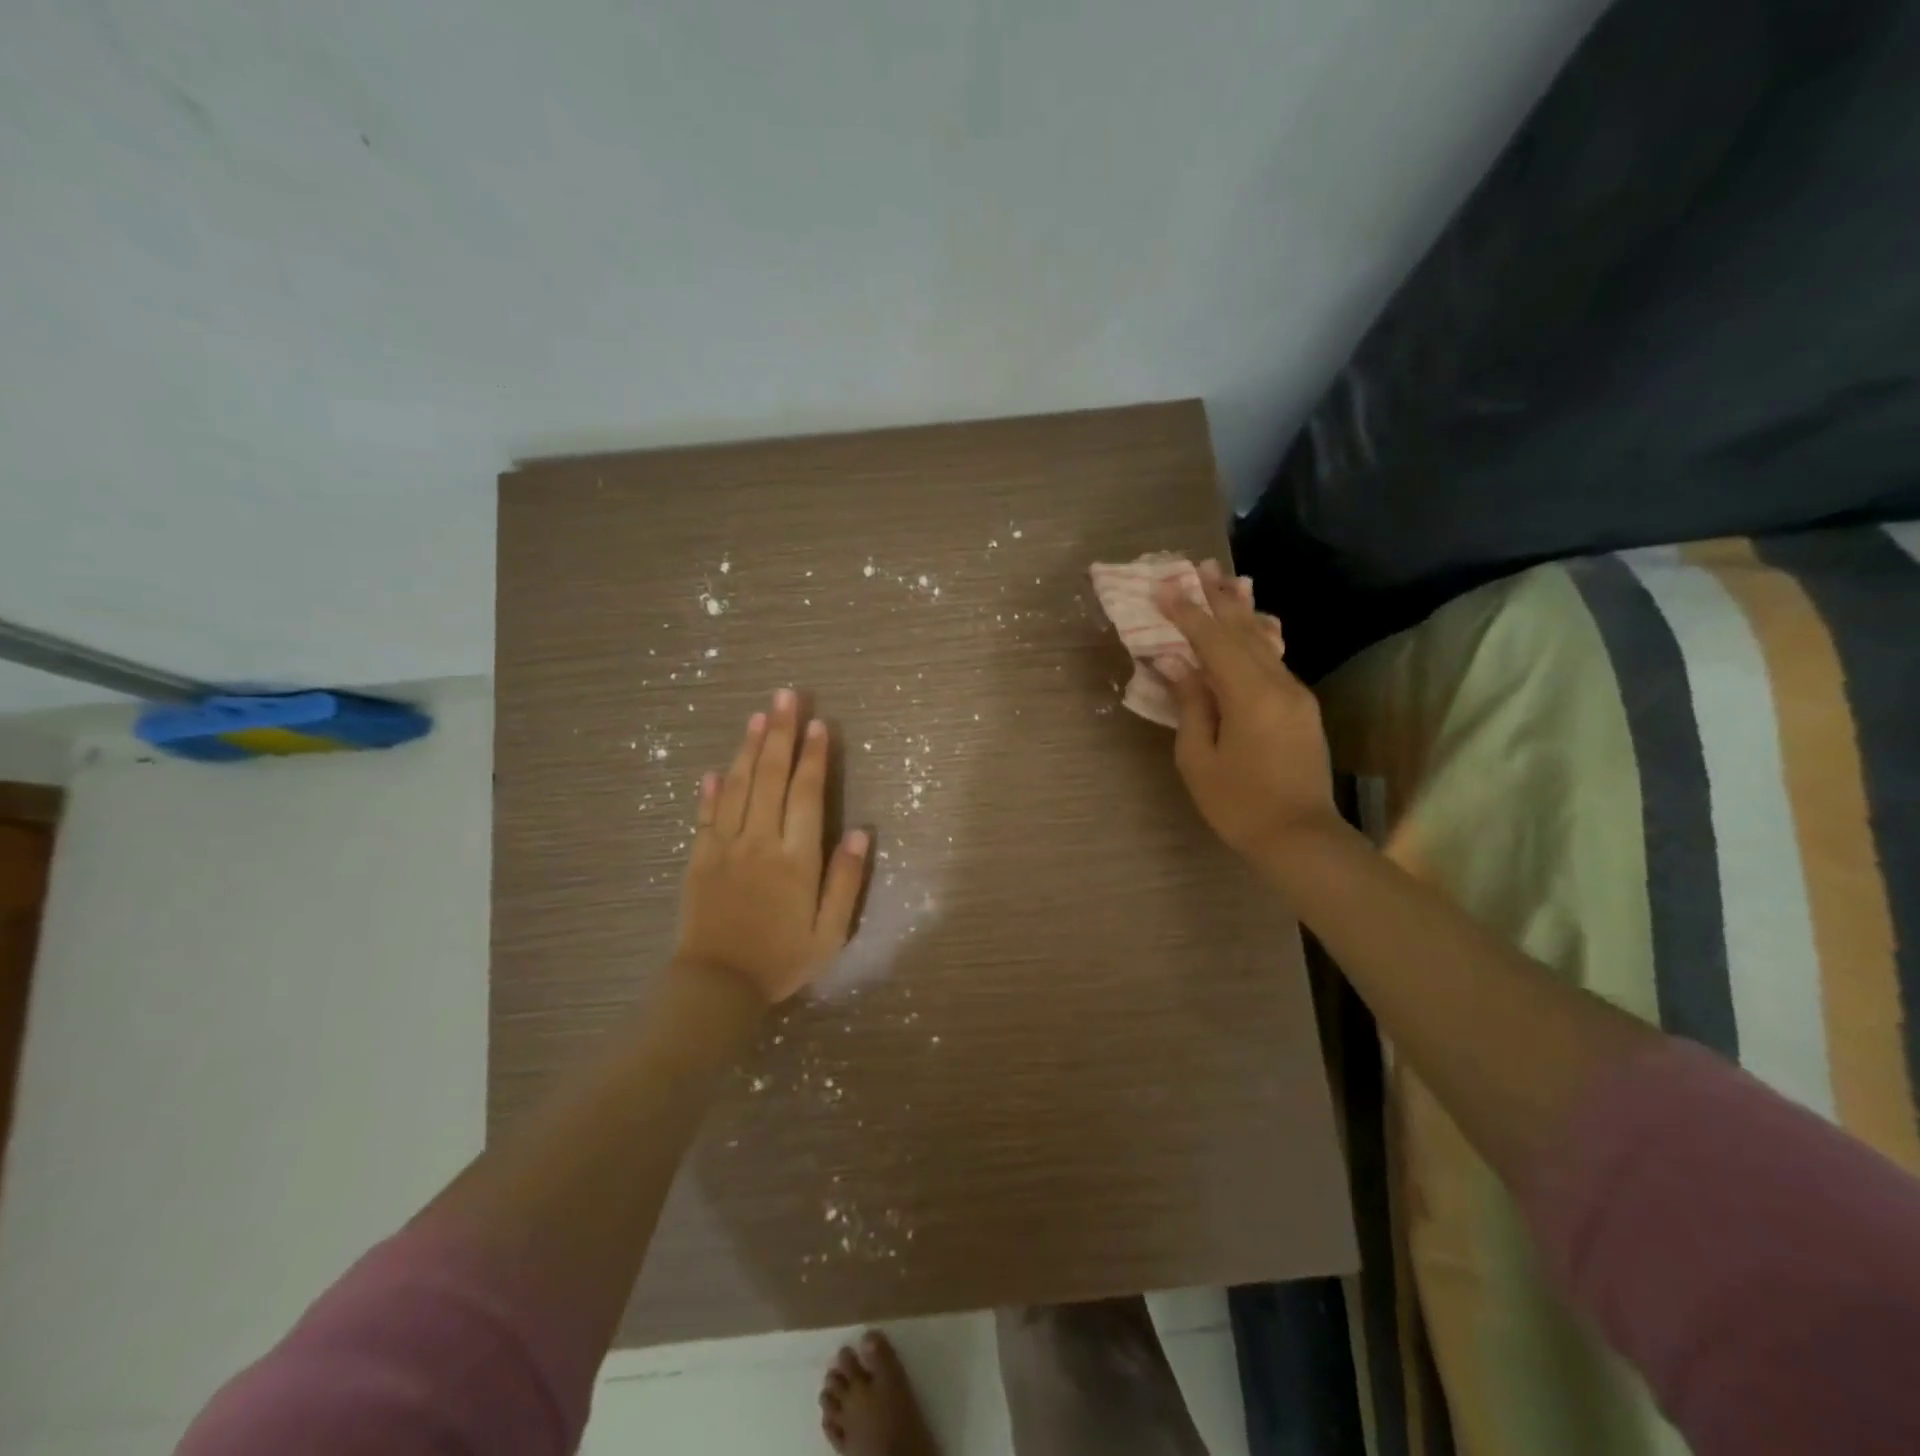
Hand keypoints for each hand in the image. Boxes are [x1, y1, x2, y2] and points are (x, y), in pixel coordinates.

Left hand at [675, 689, 870, 1004]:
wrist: (717, 987)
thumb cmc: (781, 960)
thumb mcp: (830, 932)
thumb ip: (846, 881)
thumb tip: (860, 832)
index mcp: (795, 858)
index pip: (805, 794)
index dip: (813, 756)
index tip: (818, 724)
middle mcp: (759, 841)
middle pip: (769, 776)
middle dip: (780, 733)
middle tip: (786, 695)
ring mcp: (724, 847)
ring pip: (737, 786)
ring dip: (748, 748)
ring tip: (758, 715)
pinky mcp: (699, 858)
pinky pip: (705, 815)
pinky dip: (711, 789)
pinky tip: (716, 769)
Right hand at [1151, 560, 1338, 865]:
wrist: (1301, 838)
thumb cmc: (1239, 804)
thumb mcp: (1199, 758)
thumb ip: (1190, 704)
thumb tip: (1176, 661)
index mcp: (1250, 696)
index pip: (1213, 641)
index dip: (1186, 612)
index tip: (1163, 586)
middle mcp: (1279, 684)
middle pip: (1244, 630)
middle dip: (1218, 597)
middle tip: (1199, 565)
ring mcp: (1295, 694)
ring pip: (1263, 641)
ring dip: (1240, 611)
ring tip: (1226, 580)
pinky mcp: (1301, 707)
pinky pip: (1272, 660)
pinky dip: (1254, 637)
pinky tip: (1250, 626)